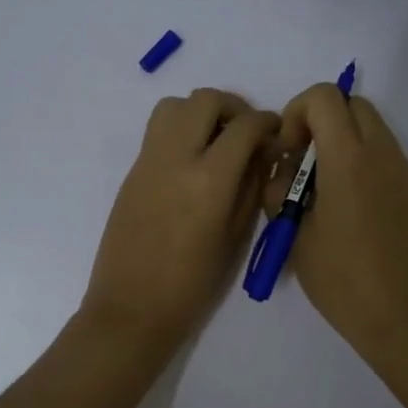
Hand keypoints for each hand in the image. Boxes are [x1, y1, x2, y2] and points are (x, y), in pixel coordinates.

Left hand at [81, 88, 278, 355]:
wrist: (131, 307)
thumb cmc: (192, 284)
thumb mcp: (235, 237)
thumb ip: (251, 187)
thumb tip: (261, 155)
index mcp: (209, 179)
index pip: (245, 126)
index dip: (267, 122)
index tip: (276, 134)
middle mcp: (176, 158)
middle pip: (205, 100)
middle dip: (234, 107)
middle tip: (247, 132)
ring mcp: (148, 161)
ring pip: (174, 105)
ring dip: (201, 111)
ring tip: (217, 140)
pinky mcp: (132, 171)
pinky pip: (158, 130)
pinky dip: (180, 129)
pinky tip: (193, 161)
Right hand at [267, 85, 407, 361]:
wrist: (404, 317)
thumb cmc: (342, 280)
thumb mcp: (296, 236)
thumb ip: (280, 192)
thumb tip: (282, 170)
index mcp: (348, 160)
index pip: (324, 97)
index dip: (297, 113)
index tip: (289, 153)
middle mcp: (381, 153)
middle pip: (351, 102)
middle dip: (320, 120)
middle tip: (303, 162)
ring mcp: (403, 170)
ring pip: (371, 125)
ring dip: (341, 138)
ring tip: (322, 185)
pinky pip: (384, 152)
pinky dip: (360, 157)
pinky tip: (347, 203)